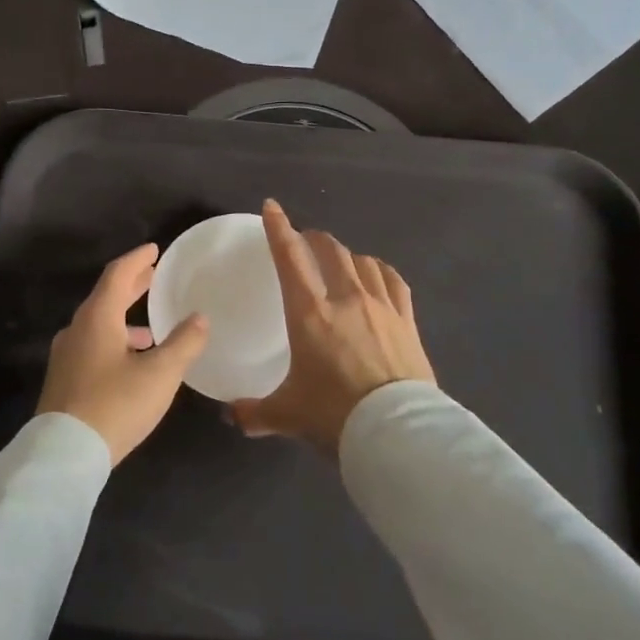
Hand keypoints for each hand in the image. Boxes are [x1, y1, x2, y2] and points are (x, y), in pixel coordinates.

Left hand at [36, 243, 208, 464]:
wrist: (64, 454)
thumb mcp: (160, 374)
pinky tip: (133, 364)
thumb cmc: (115, 405)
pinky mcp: (64, 379)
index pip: (117, 274)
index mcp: (97, 318)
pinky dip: (116, 341)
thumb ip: (183, 343)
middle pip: (106, 297)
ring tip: (152, 329)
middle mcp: (77, 329)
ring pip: (99, 324)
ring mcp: (67, 355)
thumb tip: (200, 318)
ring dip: (125, 319)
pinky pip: (93, 345)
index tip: (155, 250)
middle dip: (132, 286)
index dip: (137, 260)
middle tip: (154, 276)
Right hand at [230, 200, 435, 455]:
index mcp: (310, 313)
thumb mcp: (287, 415)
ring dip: (347, 254)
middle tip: (305, 240)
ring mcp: (381, 307)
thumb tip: (232, 416)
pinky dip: (380, 271)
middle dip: (314, 238)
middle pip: (330, 251)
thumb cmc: (334, 415)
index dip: (278, 229)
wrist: (396, 431)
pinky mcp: (407, 321)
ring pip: (363, 262)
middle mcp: (346, 299)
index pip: (290, 259)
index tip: (272, 208)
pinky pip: (393, 281)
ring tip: (340, 259)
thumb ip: (255, 412)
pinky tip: (377, 274)